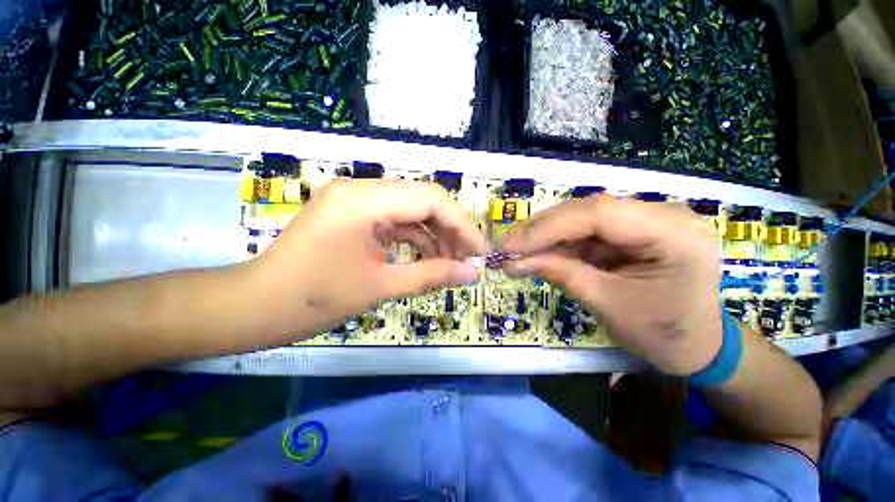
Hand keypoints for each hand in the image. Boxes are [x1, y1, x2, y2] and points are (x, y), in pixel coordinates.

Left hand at [250, 179, 487, 338]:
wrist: (256, 306)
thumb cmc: (314, 299)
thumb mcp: (381, 286)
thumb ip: (432, 275)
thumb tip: (471, 273)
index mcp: (364, 200)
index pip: (430, 199)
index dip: (462, 224)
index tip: (481, 251)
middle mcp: (361, 190)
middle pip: (423, 201)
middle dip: (451, 230)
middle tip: (469, 259)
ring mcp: (356, 200)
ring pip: (411, 211)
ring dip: (434, 236)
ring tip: (452, 262)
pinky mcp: (354, 215)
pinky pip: (395, 221)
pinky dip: (415, 239)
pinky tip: (428, 258)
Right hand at [500, 194, 721, 374]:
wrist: (699, 347)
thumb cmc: (664, 333)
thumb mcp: (609, 304)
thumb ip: (562, 274)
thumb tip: (515, 261)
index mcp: (672, 231)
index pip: (597, 214)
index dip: (546, 227)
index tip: (509, 245)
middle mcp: (661, 214)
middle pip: (586, 211)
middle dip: (541, 231)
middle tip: (506, 247)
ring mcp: (644, 221)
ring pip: (581, 220)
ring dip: (546, 238)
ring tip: (516, 253)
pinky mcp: (629, 232)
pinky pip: (586, 233)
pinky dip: (559, 245)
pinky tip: (538, 255)